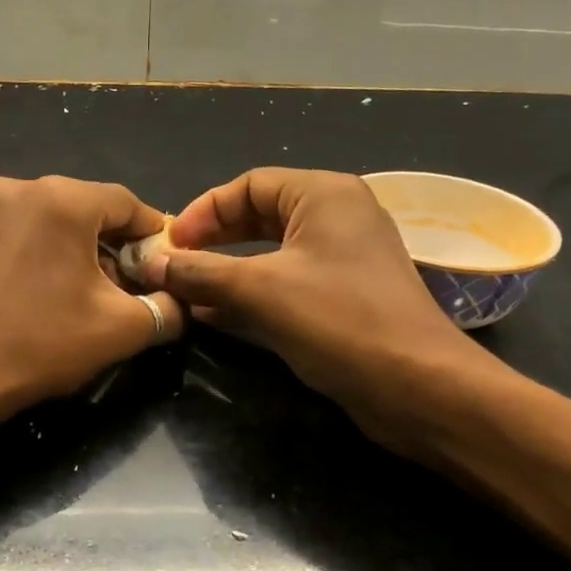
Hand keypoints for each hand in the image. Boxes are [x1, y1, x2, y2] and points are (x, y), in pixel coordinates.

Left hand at [0, 175, 183, 418]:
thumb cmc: (39, 345)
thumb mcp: (121, 329)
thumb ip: (166, 307)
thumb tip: (179, 298)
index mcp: (62, 198)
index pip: (128, 204)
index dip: (154, 237)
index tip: (167, 269)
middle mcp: (20, 186)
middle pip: (90, 209)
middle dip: (116, 247)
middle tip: (131, 290)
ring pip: (55, 221)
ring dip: (81, 252)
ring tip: (90, 297)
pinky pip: (23, 231)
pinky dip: (45, 253)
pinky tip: (48, 293)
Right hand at [142, 168, 514, 447]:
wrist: (417, 385)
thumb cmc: (339, 320)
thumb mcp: (260, 290)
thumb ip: (201, 272)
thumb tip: (153, 263)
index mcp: (323, 194)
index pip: (249, 185)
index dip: (204, 211)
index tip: (169, 244)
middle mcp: (337, 217)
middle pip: (259, 215)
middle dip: (214, 240)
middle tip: (175, 265)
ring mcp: (343, 258)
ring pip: (271, 253)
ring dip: (227, 270)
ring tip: (186, 291)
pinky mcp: (344, 296)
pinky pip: (287, 282)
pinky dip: (251, 293)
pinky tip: (215, 314)